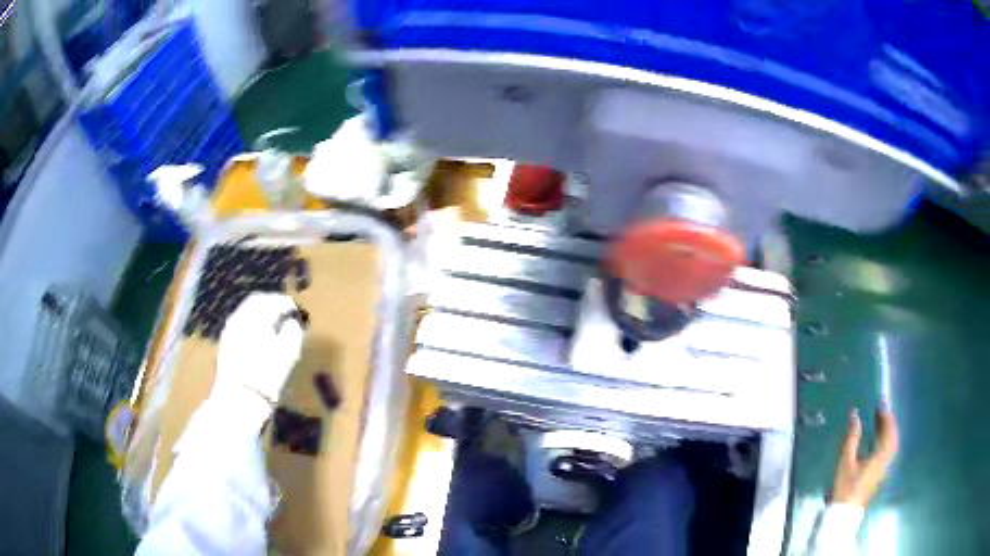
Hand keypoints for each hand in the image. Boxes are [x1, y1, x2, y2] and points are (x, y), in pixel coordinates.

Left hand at [215, 293, 305, 404]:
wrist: (240, 399)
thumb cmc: (267, 374)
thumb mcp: (288, 353)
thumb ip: (293, 331)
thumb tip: (292, 323)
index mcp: (255, 315)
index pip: (273, 300)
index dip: (287, 304)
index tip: (297, 311)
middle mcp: (239, 317)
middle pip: (257, 302)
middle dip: (272, 305)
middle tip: (285, 313)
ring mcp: (230, 330)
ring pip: (247, 313)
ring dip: (260, 315)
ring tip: (273, 326)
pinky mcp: (225, 344)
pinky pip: (241, 326)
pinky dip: (252, 326)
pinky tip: (259, 338)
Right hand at [830, 404, 899, 507]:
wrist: (844, 514)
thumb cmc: (845, 487)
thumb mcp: (846, 462)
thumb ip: (852, 438)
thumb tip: (855, 415)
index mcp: (880, 457)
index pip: (889, 432)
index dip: (887, 417)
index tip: (882, 404)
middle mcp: (886, 461)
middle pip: (893, 438)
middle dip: (889, 423)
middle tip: (881, 411)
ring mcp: (884, 469)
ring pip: (892, 445)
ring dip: (888, 432)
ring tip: (880, 423)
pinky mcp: (880, 475)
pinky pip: (888, 452)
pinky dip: (886, 441)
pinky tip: (877, 441)